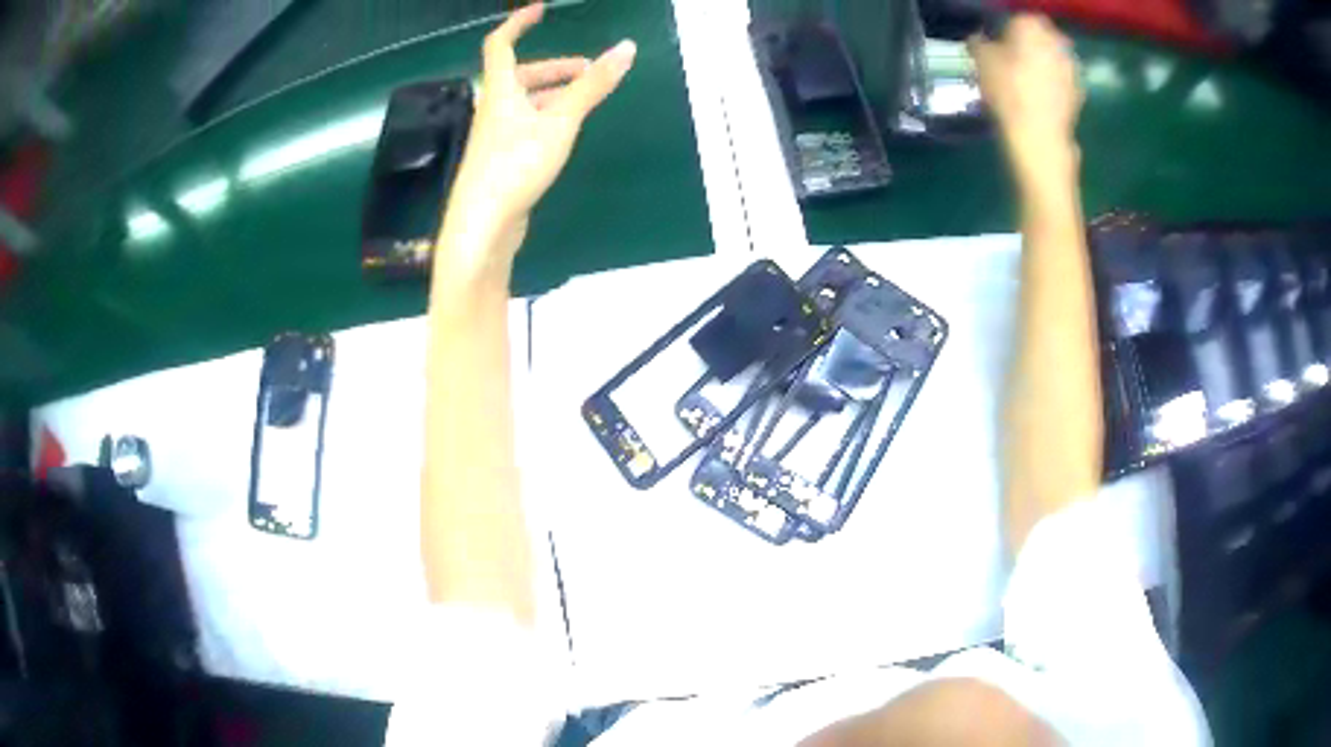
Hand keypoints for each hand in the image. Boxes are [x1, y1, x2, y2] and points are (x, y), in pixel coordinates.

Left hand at [438, 2, 636, 279]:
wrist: (483, 224)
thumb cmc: (516, 165)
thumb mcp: (560, 121)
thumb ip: (592, 86)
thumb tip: (626, 48)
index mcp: (500, 91)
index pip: (501, 44)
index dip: (518, 23)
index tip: (541, 10)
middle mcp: (494, 108)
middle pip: (520, 75)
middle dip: (555, 67)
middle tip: (590, 71)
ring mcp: (496, 136)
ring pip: (525, 102)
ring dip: (555, 93)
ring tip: (586, 99)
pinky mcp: (501, 160)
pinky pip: (525, 125)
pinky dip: (547, 117)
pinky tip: (565, 132)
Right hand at [968, 15, 1082, 186]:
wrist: (1039, 136)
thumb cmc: (1007, 90)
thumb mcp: (980, 61)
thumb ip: (978, 43)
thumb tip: (979, 39)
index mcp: (1031, 24)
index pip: (1017, 18)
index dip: (1006, 29)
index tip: (996, 42)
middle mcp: (1056, 40)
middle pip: (1040, 36)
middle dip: (1028, 44)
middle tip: (1011, 60)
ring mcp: (1071, 67)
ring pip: (1052, 57)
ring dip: (1042, 64)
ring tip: (1024, 81)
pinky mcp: (1079, 92)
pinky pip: (1061, 80)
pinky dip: (1052, 84)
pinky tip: (1038, 98)